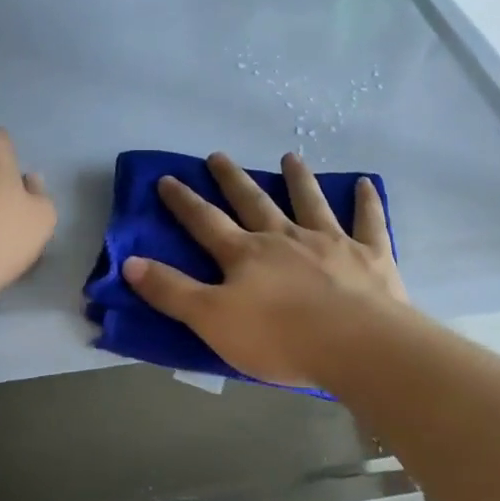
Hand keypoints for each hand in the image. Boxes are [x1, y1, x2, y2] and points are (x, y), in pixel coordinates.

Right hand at [124, 151, 405, 388]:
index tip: (167, 179)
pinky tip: (366, 183)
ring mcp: (330, 242)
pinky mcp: (370, 255)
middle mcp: (285, 238)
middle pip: (254, 202)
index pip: (206, 222)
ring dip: (298, 179)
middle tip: (219, 155)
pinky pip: (368, 222)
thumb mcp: (211, 320)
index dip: (184, 202)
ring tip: (290, 157)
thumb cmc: (279, 338)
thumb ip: (171, 291)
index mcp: (246, 254)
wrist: (356, 345)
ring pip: (310, 202)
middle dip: (233, 180)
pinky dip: (367, 202)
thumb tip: (129, 262)